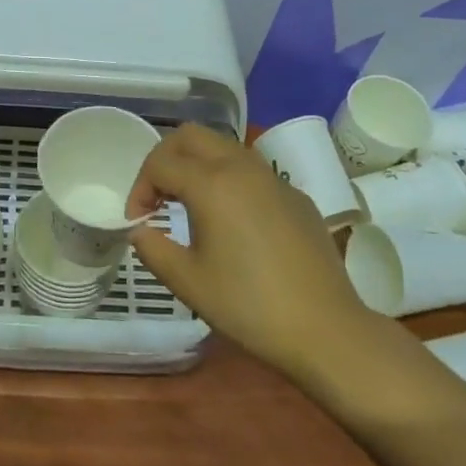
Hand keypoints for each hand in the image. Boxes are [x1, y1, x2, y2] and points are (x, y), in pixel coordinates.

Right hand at [125, 123, 375, 383]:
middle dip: (166, 158)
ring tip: (190, 204)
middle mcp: (242, 167)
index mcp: (211, 183)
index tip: (139, 222)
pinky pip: (252, 171)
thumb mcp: (188, 282)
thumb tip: (141, 231)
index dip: (139, 188)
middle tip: (158, 196)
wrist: (326, 329)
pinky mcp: (296, 196)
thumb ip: (153, 249)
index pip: (160, 163)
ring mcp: (274, 178)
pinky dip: (229, 179)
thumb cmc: (249, 306)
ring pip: (224, 146)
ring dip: (198, 164)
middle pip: (191, 135)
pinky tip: (233, 221)